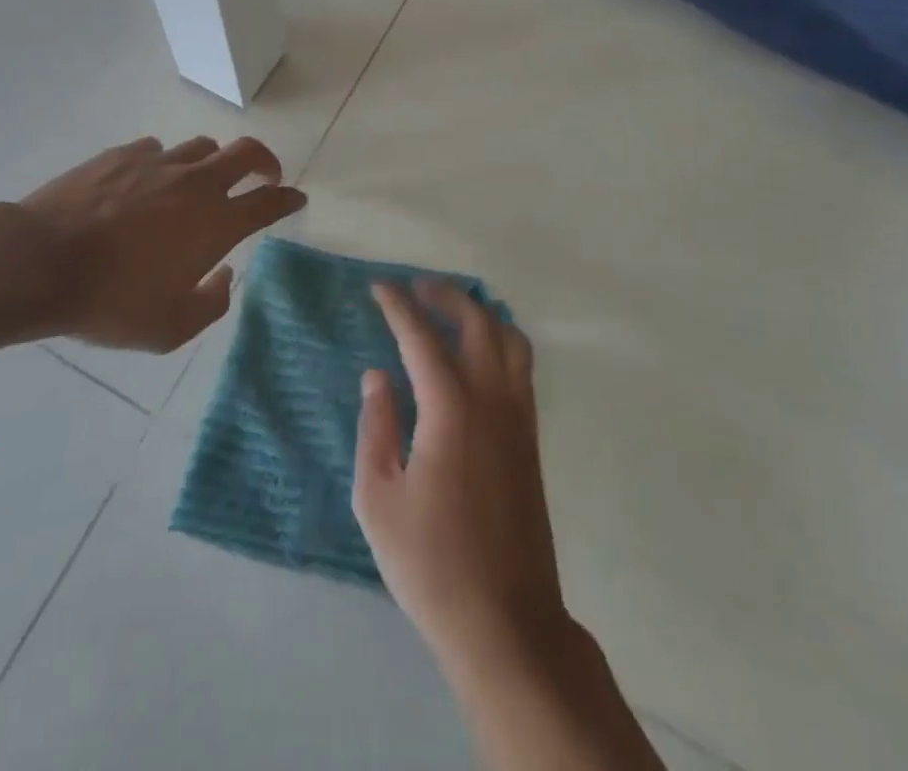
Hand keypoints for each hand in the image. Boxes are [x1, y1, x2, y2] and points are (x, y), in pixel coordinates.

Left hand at [12, 135, 305, 351]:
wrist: (41, 263)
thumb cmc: (111, 301)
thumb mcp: (169, 328)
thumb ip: (211, 303)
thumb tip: (224, 275)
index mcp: (216, 222)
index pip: (269, 202)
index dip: (288, 199)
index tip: (296, 198)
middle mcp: (197, 183)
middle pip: (247, 152)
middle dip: (265, 160)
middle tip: (265, 174)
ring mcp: (159, 163)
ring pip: (202, 146)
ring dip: (213, 162)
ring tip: (201, 181)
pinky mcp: (122, 154)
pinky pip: (157, 150)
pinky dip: (164, 164)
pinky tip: (147, 182)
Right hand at [353, 280, 570, 672]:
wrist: (505, 621)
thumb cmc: (430, 563)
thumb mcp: (378, 498)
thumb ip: (376, 426)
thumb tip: (378, 375)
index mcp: (450, 409)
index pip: (421, 338)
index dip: (398, 307)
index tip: (379, 287)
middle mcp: (492, 400)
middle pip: (477, 322)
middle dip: (445, 296)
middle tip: (416, 288)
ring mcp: (519, 418)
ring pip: (510, 339)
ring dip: (480, 313)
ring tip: (451, 311)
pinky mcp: (531, 439)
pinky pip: (522, 368)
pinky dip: (502, 341)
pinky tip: (479, 355)